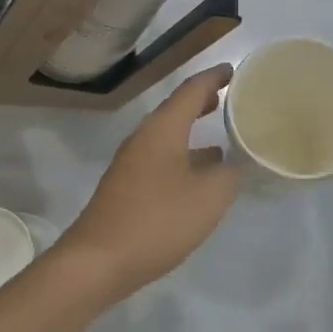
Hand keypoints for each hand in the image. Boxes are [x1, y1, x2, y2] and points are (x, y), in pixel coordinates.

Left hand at [57, 65, 240, 300]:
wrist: (98, 261)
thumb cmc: (157, 220)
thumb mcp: (208, 197)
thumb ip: (229, 174)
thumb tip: (234, 163)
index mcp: (163, 129)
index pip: (191, 90)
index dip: (214, 78)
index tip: (233, 70)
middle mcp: (144, 138)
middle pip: (176, 110)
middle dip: (203, 102)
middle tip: (229, 97)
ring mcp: (132, 163)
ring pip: (169, 136)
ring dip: (193, 132)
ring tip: (222, 138)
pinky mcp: (128, 187)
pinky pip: (162, 158)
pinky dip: (185, 156)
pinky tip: (200, 178)